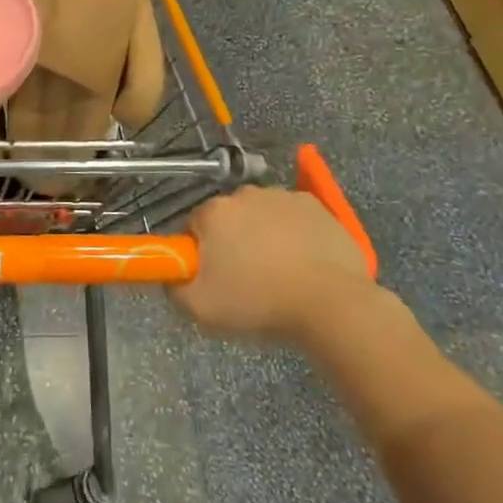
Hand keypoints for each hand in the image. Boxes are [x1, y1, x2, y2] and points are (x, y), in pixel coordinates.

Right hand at [172, 186, 384, 346]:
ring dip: (263, 234)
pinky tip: (303, 261)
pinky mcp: (315, 205)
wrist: (331, 304)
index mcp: (213, 212)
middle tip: (244, 277)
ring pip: (261, 214)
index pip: (193, 226)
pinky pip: (293, 216)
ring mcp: (282, 196)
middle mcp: (244, 194)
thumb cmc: (259, 303)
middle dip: (231, 240)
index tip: (213, 276)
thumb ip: (174, 288)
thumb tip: (172, 276)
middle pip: (228, 217)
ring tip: (278, 271)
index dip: (201, 251)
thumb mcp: (201, 308)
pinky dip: (293, 232)